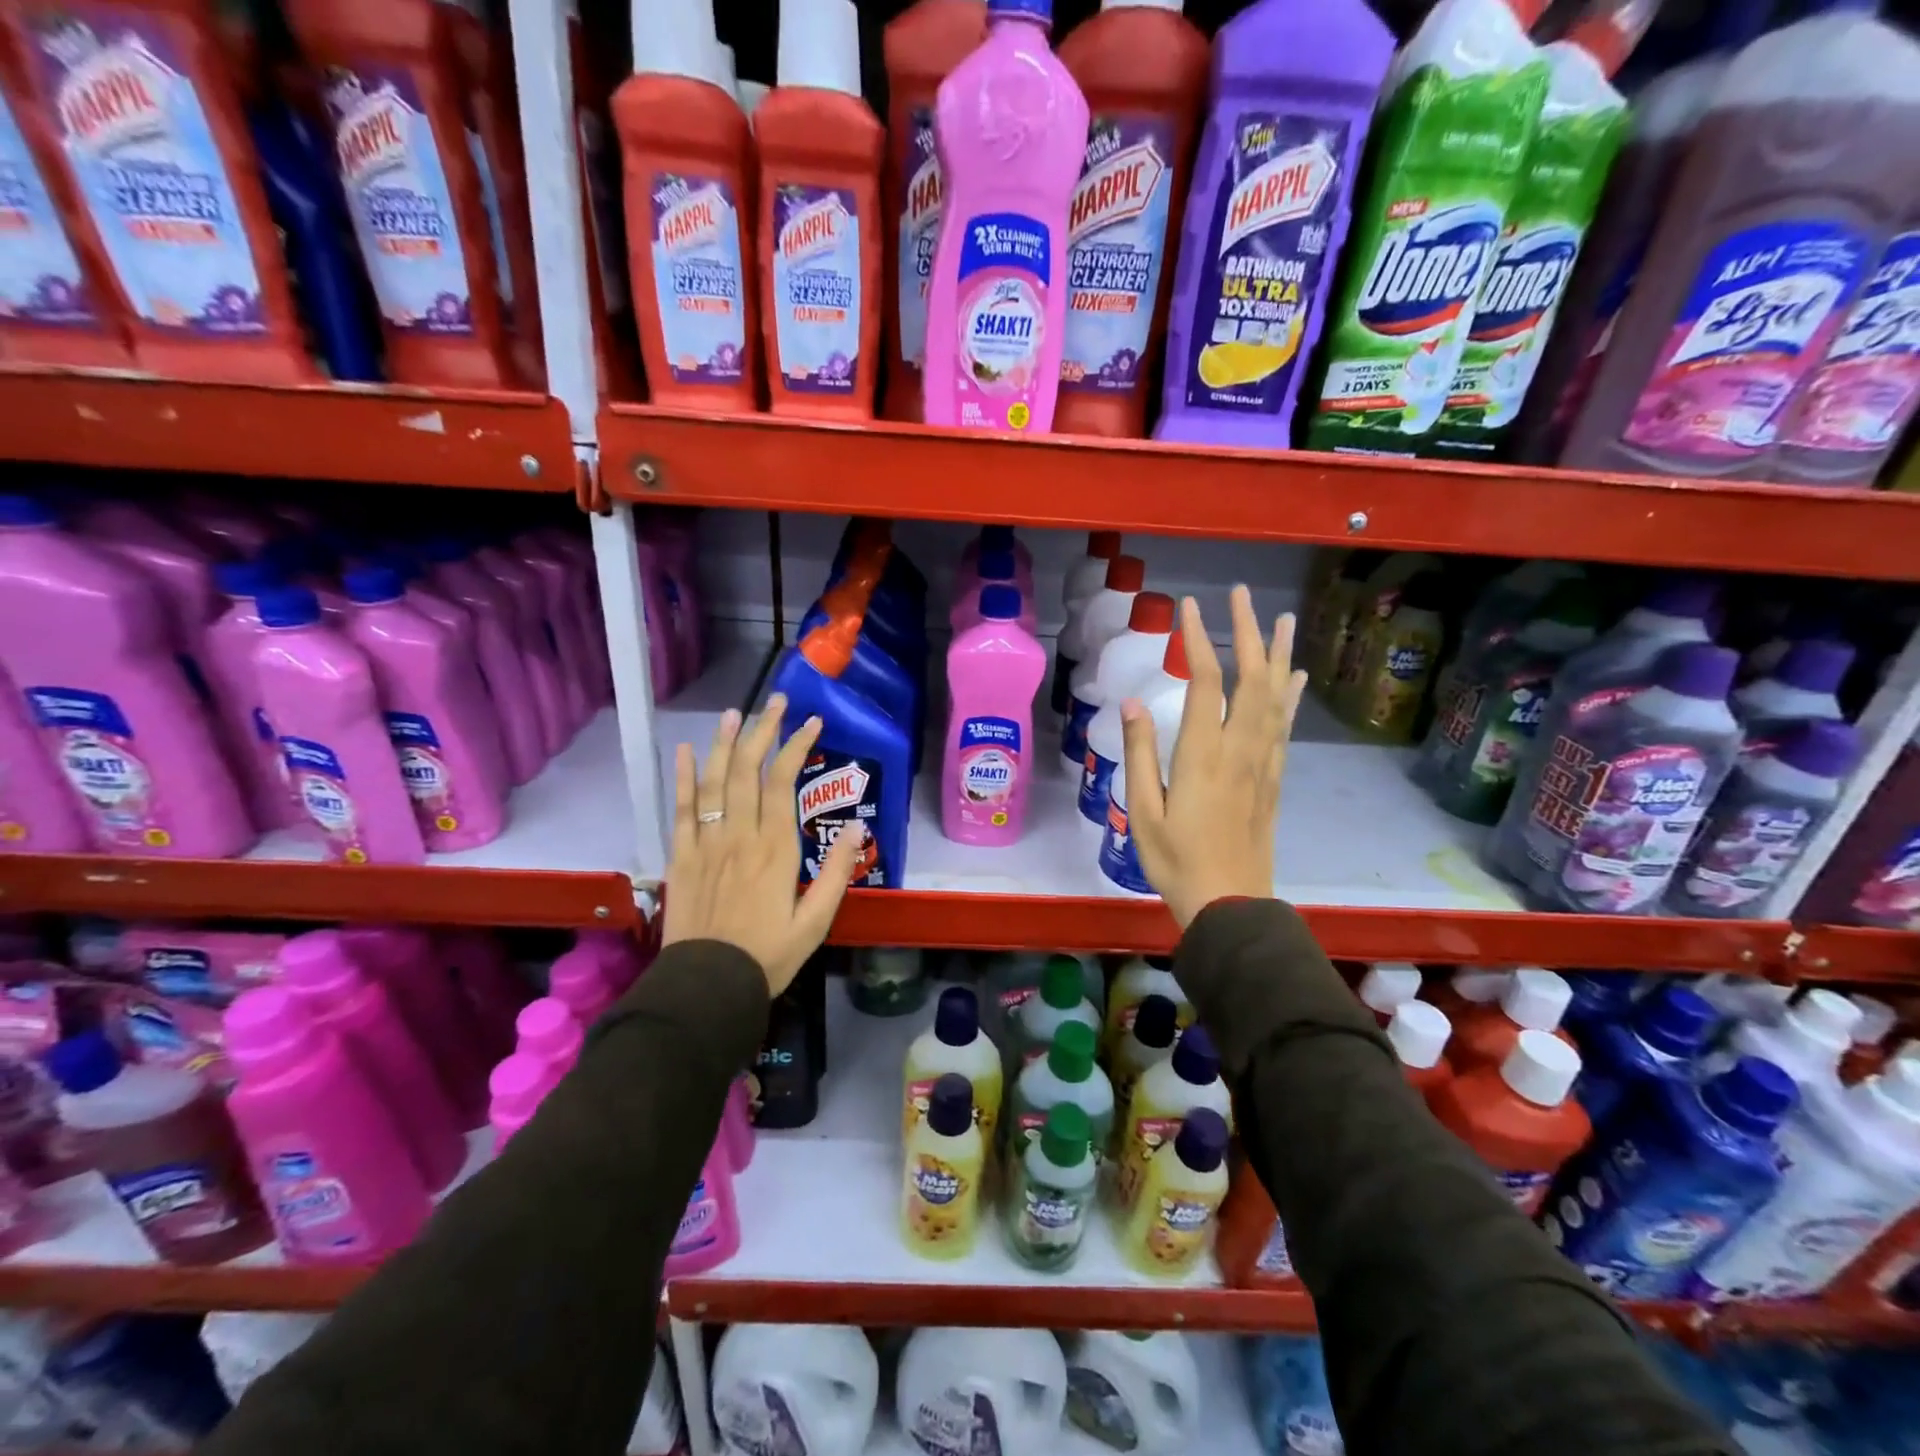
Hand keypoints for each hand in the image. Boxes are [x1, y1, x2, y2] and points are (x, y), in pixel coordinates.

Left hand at [662, 698, 862, 996]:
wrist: (707, 987)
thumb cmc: (768, 955)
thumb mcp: (816, 921)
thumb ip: (836, 872)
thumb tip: (856, 827)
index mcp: (775, 849)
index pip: (783, 783)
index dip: (796, 747)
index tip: (811, 721)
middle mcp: (739, 836)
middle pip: (747, 771)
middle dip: (763, 731)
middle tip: (776, 701)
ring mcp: (705, 843)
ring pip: (713, 781)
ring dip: (724, 743)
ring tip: (735, 712)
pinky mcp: (681, 857)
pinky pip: (681, 809)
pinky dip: (683, 778)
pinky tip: (685, 752)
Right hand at [1119, 586, 1306, 928]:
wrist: (1231, 904)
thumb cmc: (1176, 860)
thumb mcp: (1143, 811)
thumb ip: (1139, 753)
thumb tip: (1131, 703)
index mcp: (1203, 754)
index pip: (1204, 682)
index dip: (1197, 640)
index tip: (1189, 607)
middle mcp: (1240, 749)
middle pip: (1251, 678)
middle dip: (1248, 631)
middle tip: (1242, 595)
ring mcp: (1263, 762)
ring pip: (1276, 696)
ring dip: (1278, 654)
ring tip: (1281, 618)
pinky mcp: (1274, 778)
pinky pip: (1285, 726)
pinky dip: (1290, 695)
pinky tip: (1295, 677)